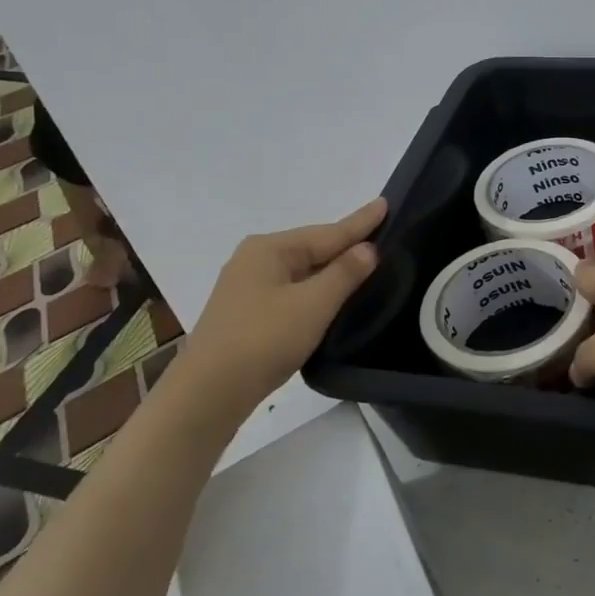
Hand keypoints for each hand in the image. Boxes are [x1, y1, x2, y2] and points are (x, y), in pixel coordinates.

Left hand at [168, 198, 386, 410]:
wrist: (209, 393)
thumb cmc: (264, 340)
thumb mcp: (313, 304)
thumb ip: (345, 273)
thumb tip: (368, 248)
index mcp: (269, 249)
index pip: (328, 232)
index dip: (361, 222)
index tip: (385, 203)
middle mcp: (255, 259)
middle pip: (313, 248)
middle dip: (346, 244)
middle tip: (383, 234)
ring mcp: (247, 287)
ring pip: (302, 271)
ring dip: (332, 269)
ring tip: (365, 263)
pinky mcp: (247, 314)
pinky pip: (292, 290)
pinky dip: (316, 289)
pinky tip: (331, 296)